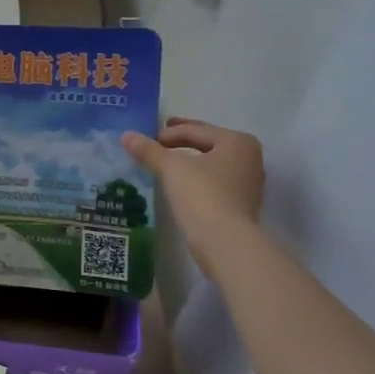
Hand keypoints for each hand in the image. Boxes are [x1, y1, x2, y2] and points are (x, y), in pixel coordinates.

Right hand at [122, 119, 265, 267]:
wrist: (226, 243)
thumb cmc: (202, 194)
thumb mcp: (171, 168)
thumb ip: (149, 150)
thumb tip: (125, 135)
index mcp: (237, 141)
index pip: (196, 130)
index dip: (168, 133)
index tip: (146, 139)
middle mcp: (249, 158)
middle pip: (206, 143)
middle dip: (181, 140)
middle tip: (157, 139)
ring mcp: (248, 183)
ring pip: (210, 163)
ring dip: (189, 160)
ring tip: (165, 162)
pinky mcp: (240, 204)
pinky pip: (213, 181)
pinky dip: (196, 177)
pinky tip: (179, 183)